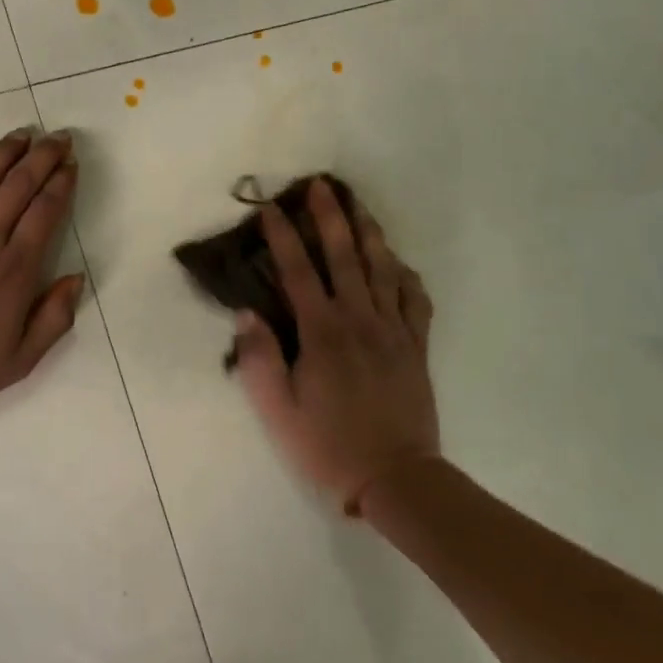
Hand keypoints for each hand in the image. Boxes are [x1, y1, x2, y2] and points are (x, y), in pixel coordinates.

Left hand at [0, 128, 84, 421]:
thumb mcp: (19, 361)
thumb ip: (52, 319)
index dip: (61, 184)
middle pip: (18, 188)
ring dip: (4, 154)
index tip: (71, 164)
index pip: (45, 213)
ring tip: (22, 134)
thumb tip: (75, 278)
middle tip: (57, 137)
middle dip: (42, 158)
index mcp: (14, 271)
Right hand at [233, 179, 437, 512]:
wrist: (396, 477)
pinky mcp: (416, 346)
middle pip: (345, 257)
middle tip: (322, 185)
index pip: (298, 272)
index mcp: (323, 332)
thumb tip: (246, 313)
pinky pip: (414, 299)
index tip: (270, 208)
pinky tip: (397, 264)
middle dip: (331, 217)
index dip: (282, 237)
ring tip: (360, 207)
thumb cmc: (328, 445)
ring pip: (383, 269)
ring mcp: (393, 331)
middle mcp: (360, 320)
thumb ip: (259, 359)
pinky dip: (405, 275)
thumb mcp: (277, 410)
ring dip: (369, 233)